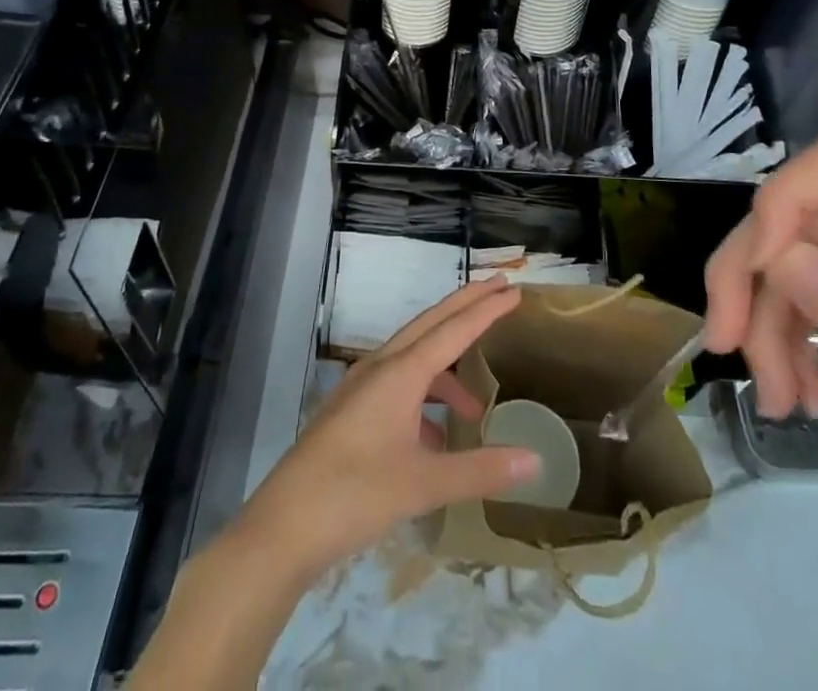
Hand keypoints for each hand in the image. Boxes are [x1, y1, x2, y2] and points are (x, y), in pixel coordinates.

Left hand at [233, 277, 538, 580]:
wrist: (282, 527)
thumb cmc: (354, 496)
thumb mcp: (423, 484)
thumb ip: (480, 470)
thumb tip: (535, 459)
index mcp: (400, 372)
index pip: (453, 329)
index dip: (486, 309)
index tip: (513, 290)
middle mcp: (381, 368)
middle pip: (431, 324)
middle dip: (466, 307)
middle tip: (500, 292)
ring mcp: (361, 388)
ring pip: (414, 358)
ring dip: (447, 369)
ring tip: (475, 409)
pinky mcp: (351, 411)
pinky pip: (398, 386)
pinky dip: (423, 399)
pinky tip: (434, 442)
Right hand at [703, 132, 817, 522]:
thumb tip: (774, 259)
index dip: (784, 199)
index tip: (757, 270)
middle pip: (804, 217)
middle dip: (754, 276)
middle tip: (726, 344)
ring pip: (802, 261)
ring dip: (774, 322)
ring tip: (778, 399)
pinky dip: (802, 339)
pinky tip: (806, 391)